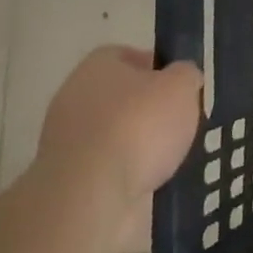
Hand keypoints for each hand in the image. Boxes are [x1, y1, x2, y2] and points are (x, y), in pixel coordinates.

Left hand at [36, 48, 202, 214]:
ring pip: (116, 135)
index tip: (181, 86)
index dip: (158, 67)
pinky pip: (109, 169)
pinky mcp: (68, 181)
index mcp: (97, 66)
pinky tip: (153, 182)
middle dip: (150, 109)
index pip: (128, 55)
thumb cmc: (139, 126)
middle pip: (121, 97)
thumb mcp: (182, 86)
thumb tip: (183, 77)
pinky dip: (129, 174)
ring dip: (140, 145)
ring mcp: (66, 142)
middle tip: (181, 121)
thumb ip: (186, 75)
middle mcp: (74, 98)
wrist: (92, 197)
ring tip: (173, 157)